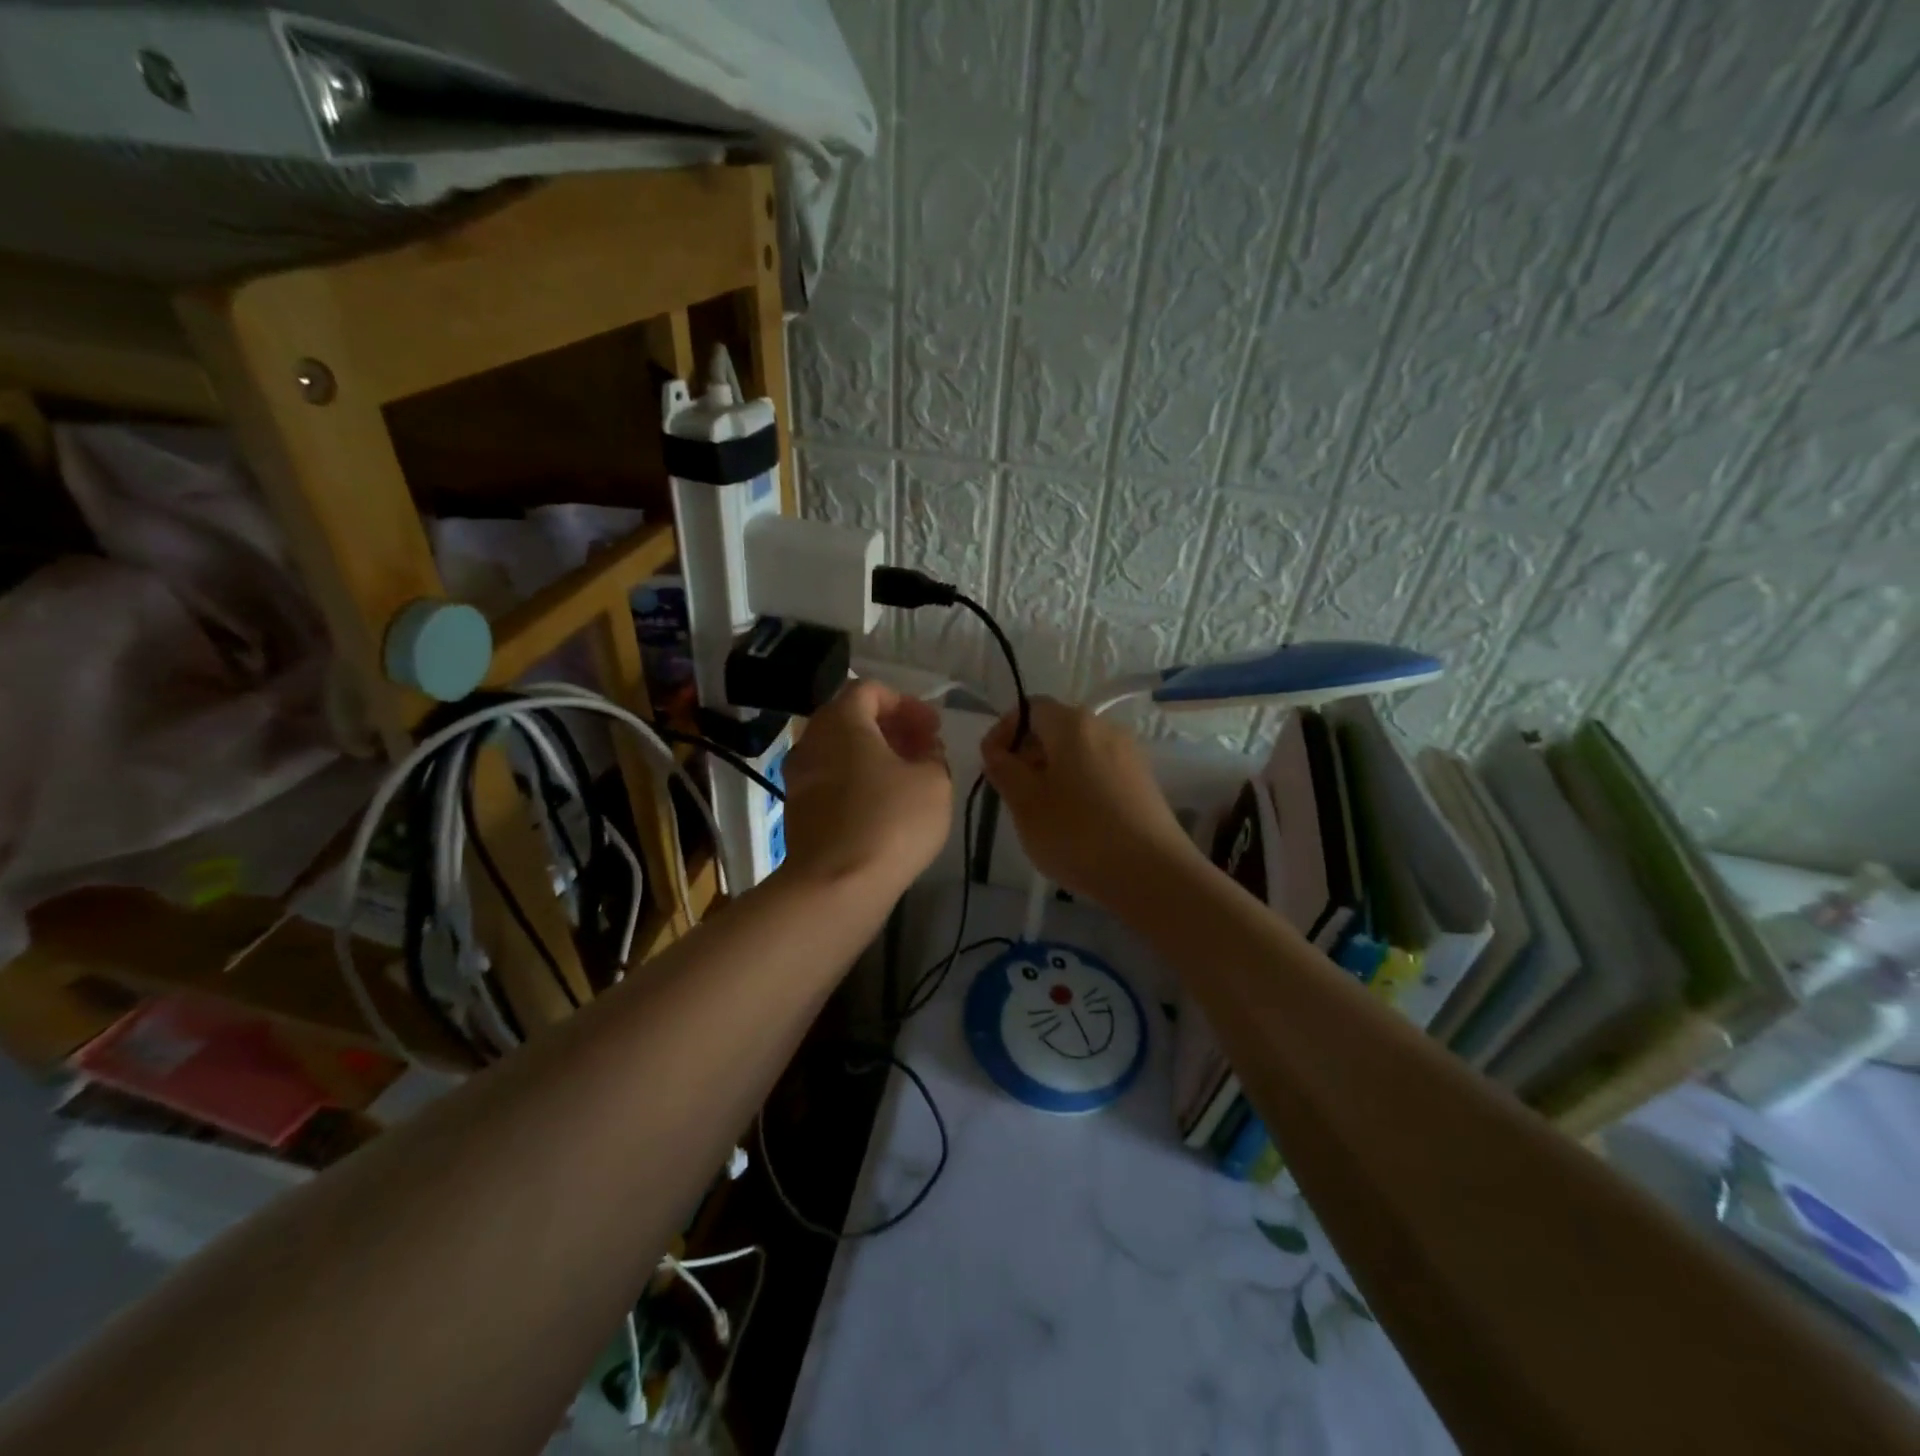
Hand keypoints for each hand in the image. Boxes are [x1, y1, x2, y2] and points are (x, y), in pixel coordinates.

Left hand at [780, 680, 952, 900]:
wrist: (836, 886)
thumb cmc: (891, 821)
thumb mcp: (934, 781)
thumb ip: (933, 755)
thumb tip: (924, 750)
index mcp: (841, 722)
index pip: (869, 690)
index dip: (906, 703)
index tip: (932, 727)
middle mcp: (811, 742)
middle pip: (851, 719)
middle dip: (890, 728)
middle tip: (923, 748)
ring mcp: (799, 779)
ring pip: (840, 752)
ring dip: (875, 756)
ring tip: (909, 778)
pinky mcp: (799, 812)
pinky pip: (832, 781)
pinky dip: (858, 781)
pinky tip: (885, 805)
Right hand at [980, 697, 1202, 908]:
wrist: (1152, 873)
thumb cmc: (1078, 833)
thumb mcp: (1025, 804)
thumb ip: (1004, 770)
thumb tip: (997, 751)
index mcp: (1073, 724)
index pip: (1030, 708)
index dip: (1004, 731)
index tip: (990, 764)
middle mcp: (1105, 728)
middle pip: (1056, 728)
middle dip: (1027, 754)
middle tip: (1011, 792)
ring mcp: (1129, 755)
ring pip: (1079, 753)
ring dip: (1053, 772)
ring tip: (1040, 812)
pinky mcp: (1143, 783)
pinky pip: (1100, 772)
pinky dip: (1079, 786)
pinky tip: (1074, 823)